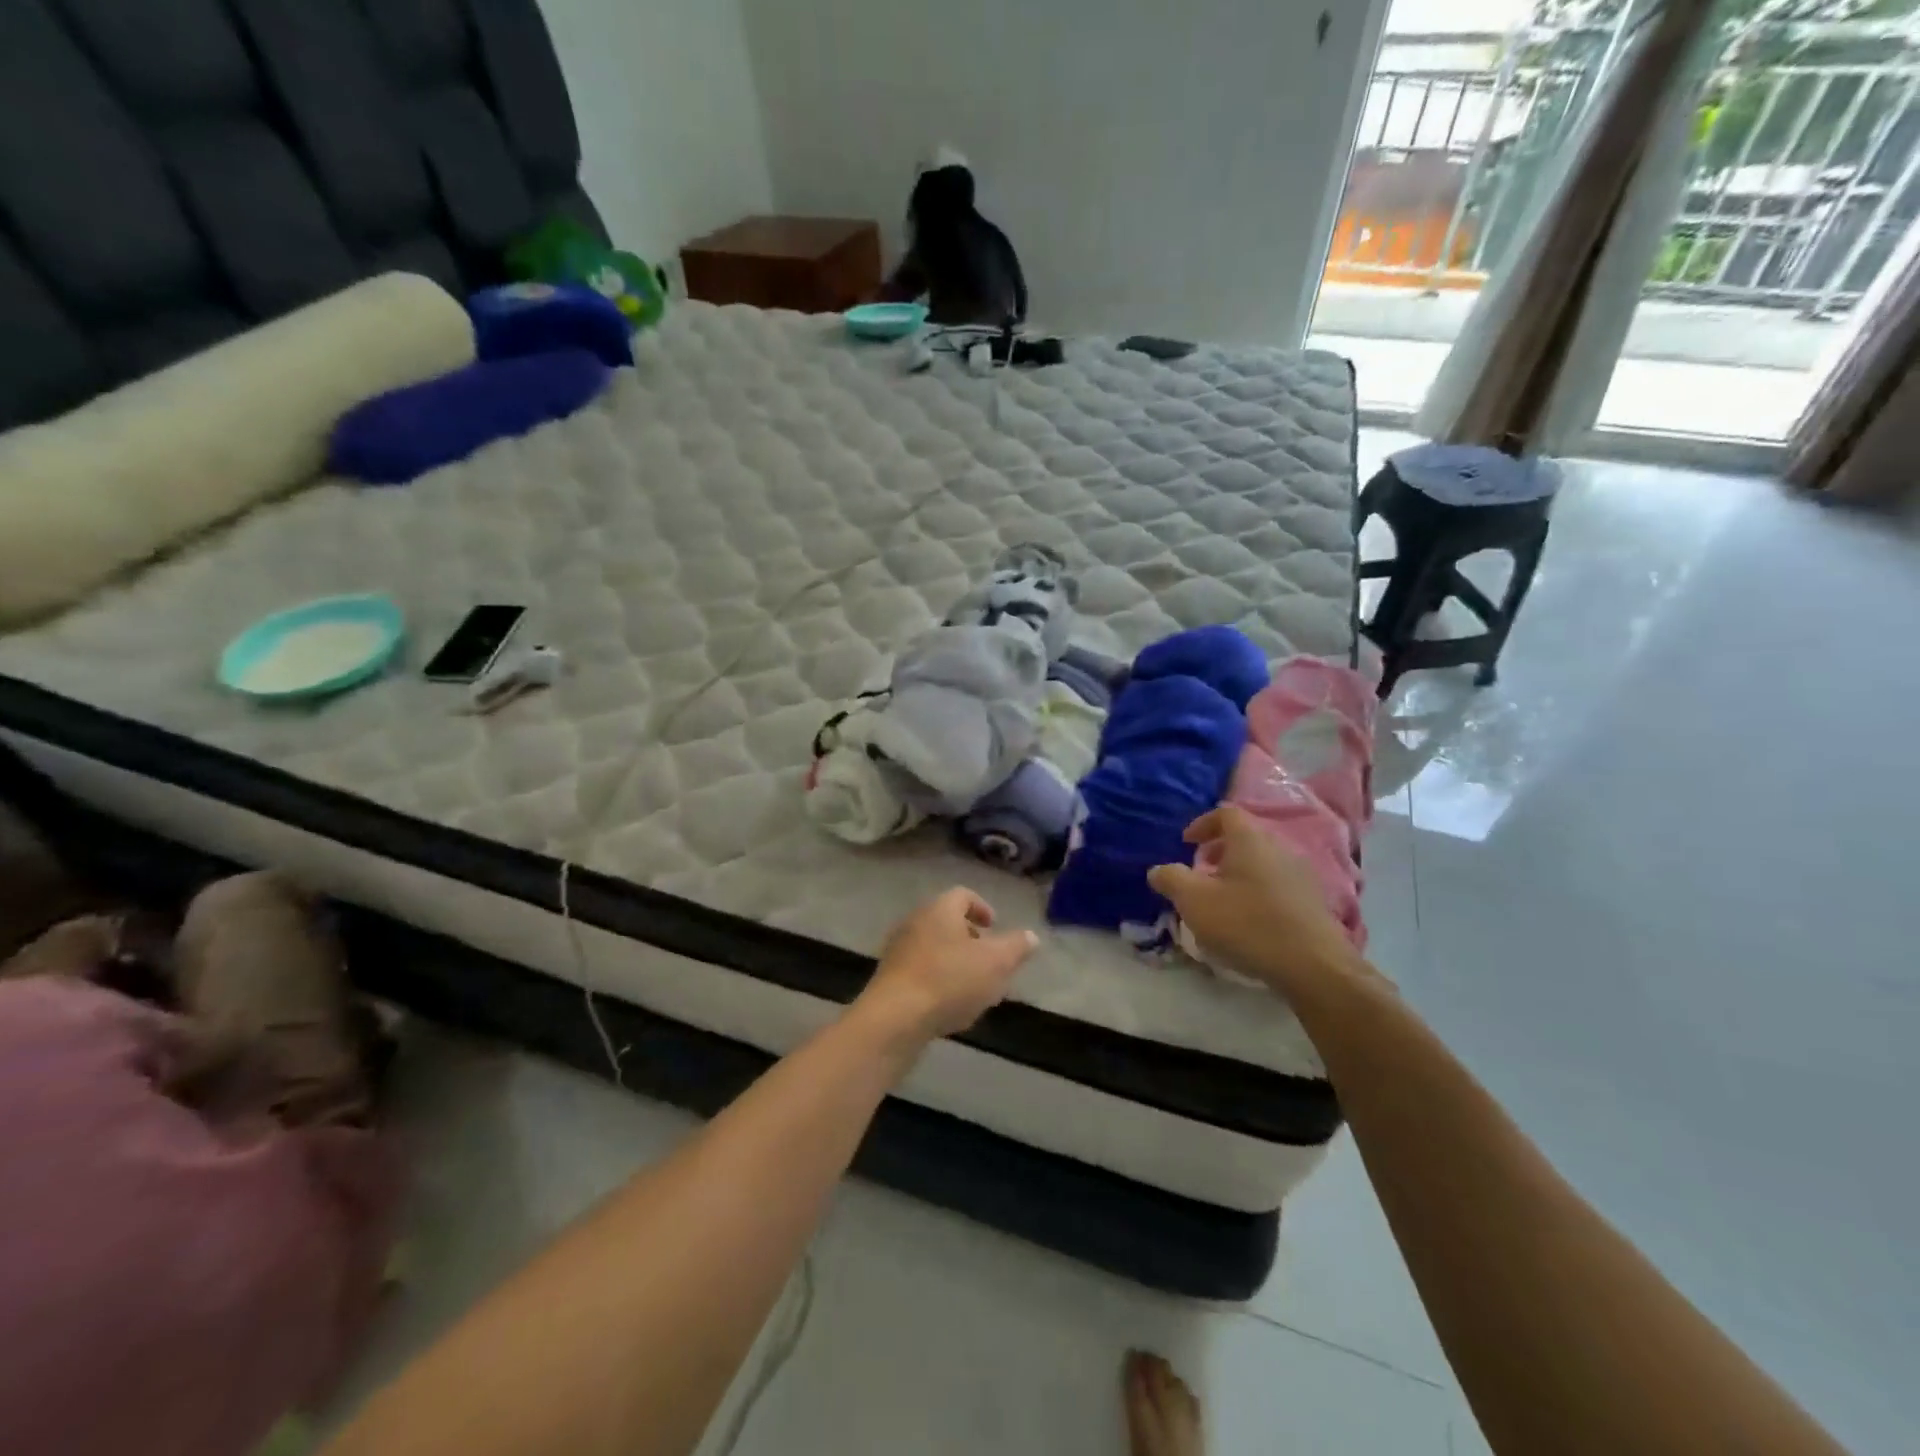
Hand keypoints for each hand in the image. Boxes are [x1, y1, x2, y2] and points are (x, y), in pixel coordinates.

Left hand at [857, 888, 1037, 1046]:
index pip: (963, 895)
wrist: (895, 1018)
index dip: (982, 907)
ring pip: (932, 947)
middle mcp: (915, 921)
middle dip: (969, 938)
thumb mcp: (996, 963)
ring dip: (953, 961)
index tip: (994, 926)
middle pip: (945, 921)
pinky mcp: (888, 977)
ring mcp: (897, 949)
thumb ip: (1016, 947)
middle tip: (988, 958)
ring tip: (972, 987)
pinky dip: (937, 979)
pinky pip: (919, 970)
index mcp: (940, 909)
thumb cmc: (950, 981)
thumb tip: (1030, 936)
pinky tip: (948, 1005)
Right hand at [1147, 807, 1367, 1000]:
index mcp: (1250, 840)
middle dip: (1218, 851)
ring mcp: (1301, 876)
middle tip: (1200, 873)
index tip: (1186, 843)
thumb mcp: (1194, 901)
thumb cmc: (1247, 923)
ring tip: (1221, 900)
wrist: (1313, 966)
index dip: (1202, 823)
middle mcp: (1279, 849)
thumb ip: (1171, 879)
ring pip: (1262, 863)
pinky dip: (1257, 892)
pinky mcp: (1313, 903)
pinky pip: (1277, 885)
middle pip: (1245, 838)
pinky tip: (1248, 921)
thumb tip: (1158, 870)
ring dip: (1237, 874)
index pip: (1226, 814)